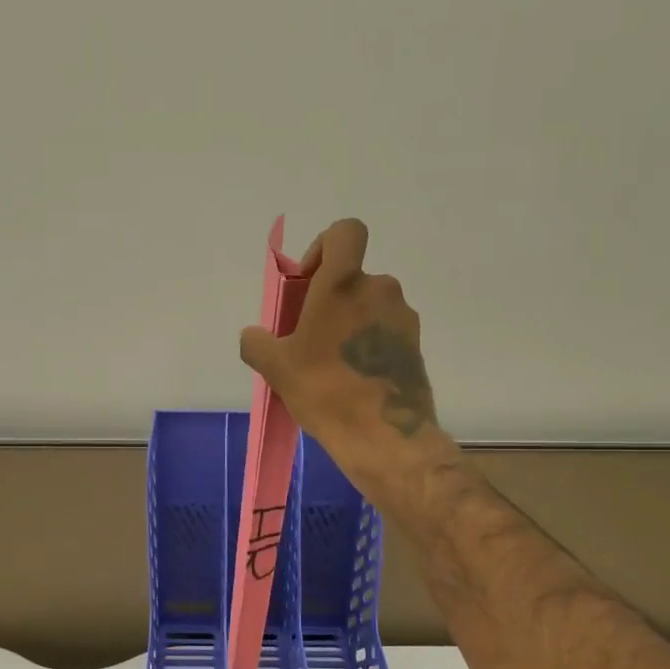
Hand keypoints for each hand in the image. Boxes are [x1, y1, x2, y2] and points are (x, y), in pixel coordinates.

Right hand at [239, 219, 445, 493]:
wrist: (384, 436)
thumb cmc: (325, 391)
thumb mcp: (276, 368)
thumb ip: (257, 343)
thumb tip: (253, 336)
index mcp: (343, 284)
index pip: (345, 232)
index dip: (324, 247)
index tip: (308, 282)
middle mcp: (379, 290)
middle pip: (352, 278)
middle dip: (331, 300)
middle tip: (310, 336)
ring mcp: (402, 318)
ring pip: (369, 306)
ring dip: (350, 324)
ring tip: (331, 364)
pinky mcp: (415, 345)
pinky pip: (385, 332)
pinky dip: (369, 345)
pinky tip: (354, 379)